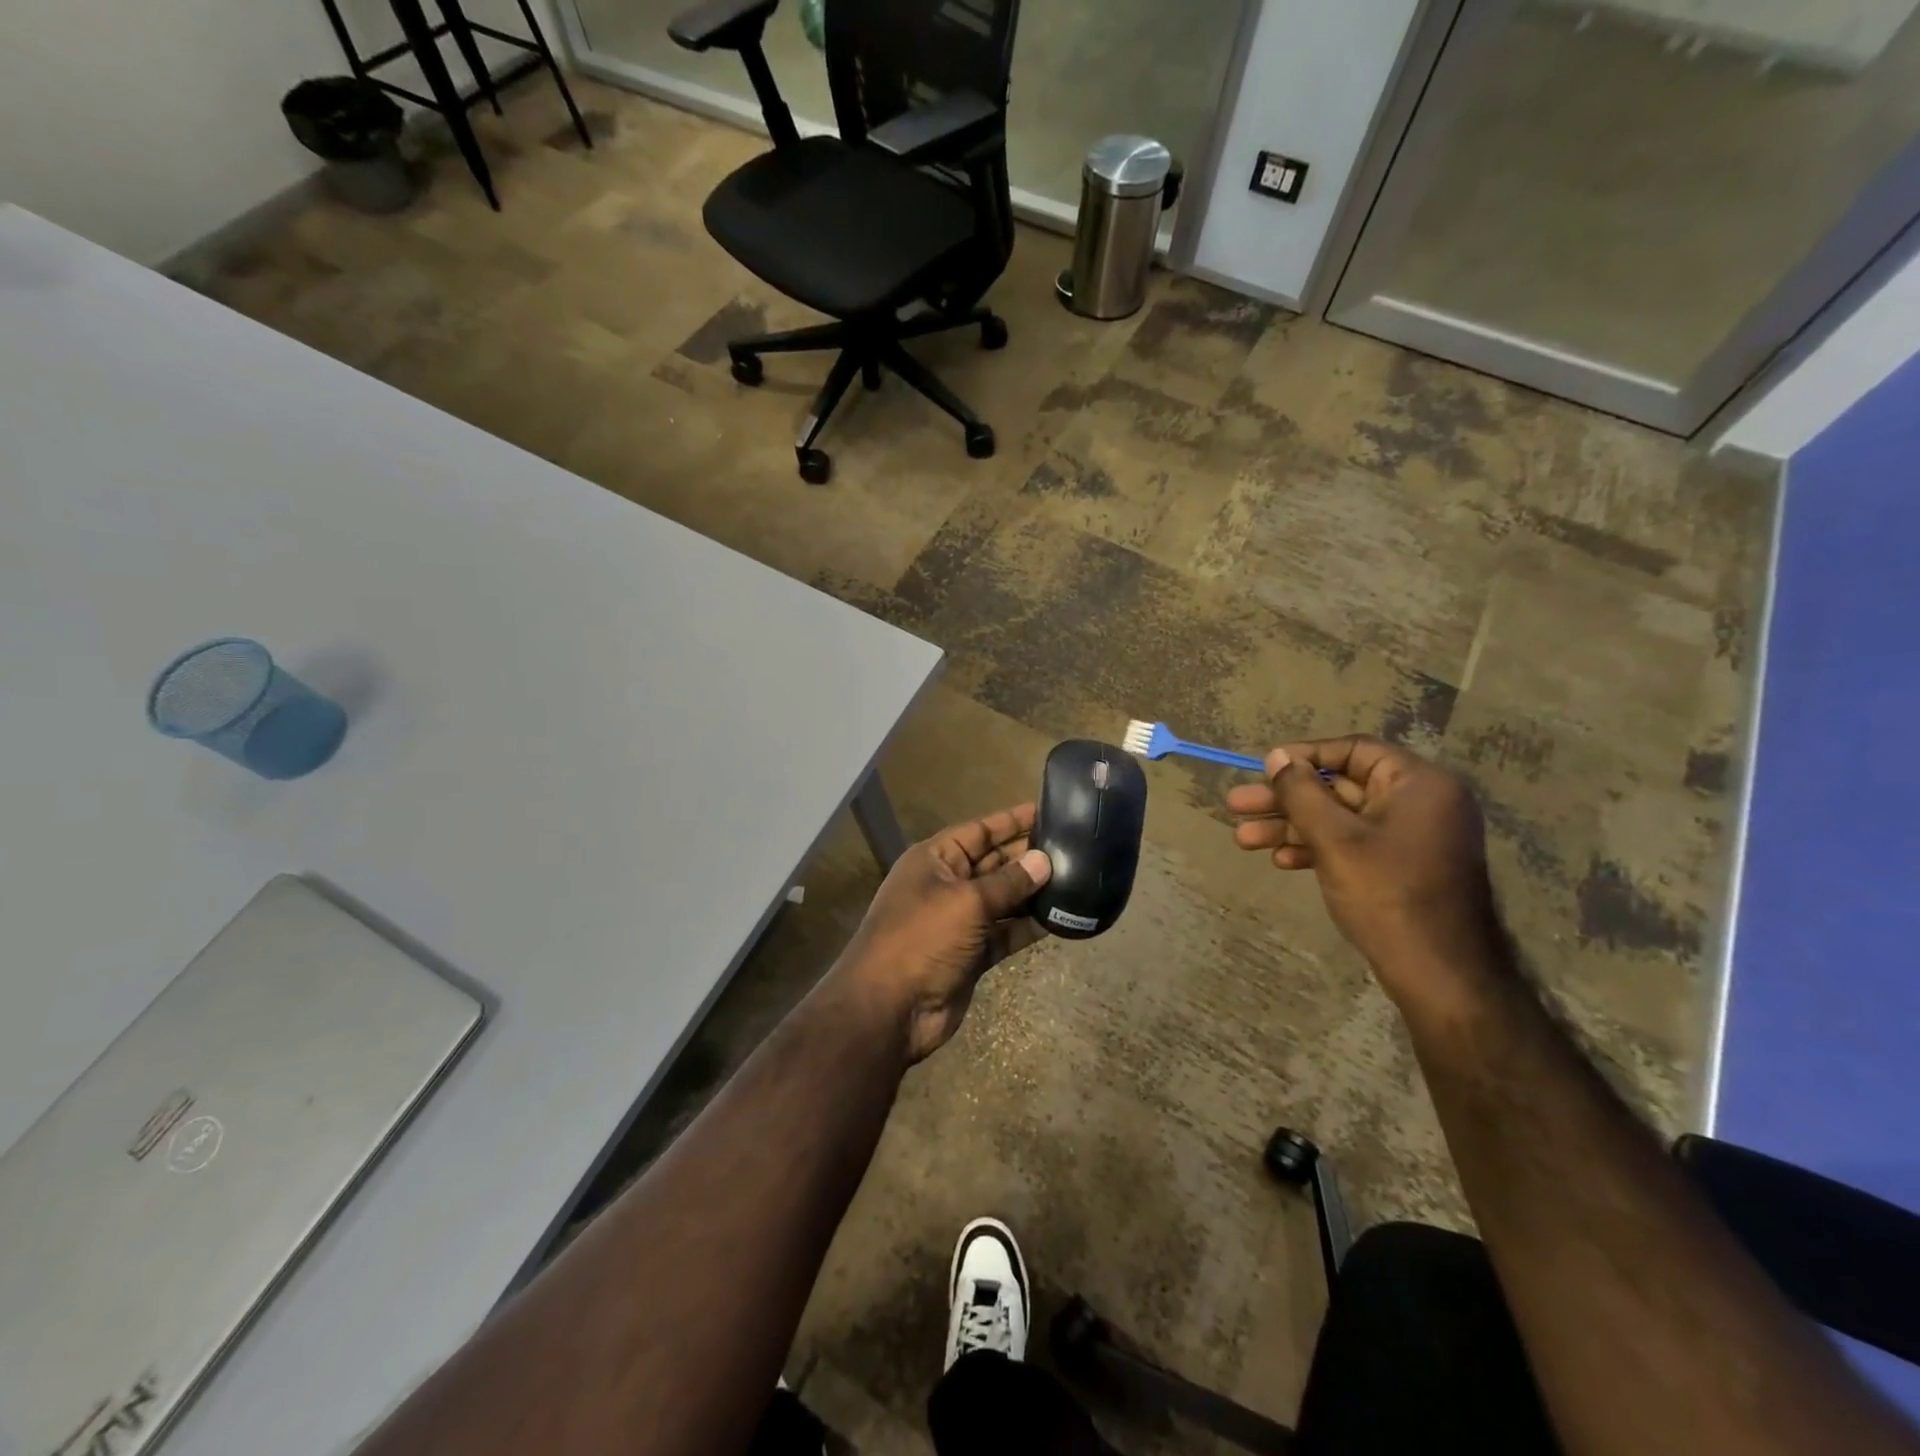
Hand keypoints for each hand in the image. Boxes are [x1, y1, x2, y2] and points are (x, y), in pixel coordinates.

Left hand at [837, 804, 1052, 1064]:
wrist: (889, 1009)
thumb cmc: (922, 939)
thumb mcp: (967, 902)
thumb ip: (1008, 881)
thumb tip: (1044, 860)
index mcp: (934, 860)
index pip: (979, 831)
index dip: (1012, 821)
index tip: (1049, 811)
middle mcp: (947, 885)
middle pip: (994, 863)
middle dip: (1028, 856)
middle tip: (1074, 847)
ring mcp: (959, 922)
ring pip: (1003, 899)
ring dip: (1033, 892)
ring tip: (1076, 879)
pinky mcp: (972, 954)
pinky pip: (1006, 932)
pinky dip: (1029, 926)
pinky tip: (1061, 917)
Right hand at [1226, 737, 1499, 1004]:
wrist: (1440, 973)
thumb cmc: (1387, 894)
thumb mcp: (1334, 838)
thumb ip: (1301, 792)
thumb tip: (1277, 756)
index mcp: (1418, 784)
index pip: (1353, 751)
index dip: (1303, 756)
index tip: (1263, 769)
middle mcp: (1418, 803)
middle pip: (1339, 787)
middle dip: (1285, 800)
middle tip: (1236, 806)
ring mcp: (1410, 838)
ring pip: (1340, 820)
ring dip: (1290, 827)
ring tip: (1242, 839)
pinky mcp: (1401, 867)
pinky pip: (1352, 844)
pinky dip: (1317, 848)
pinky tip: (1281, 860)